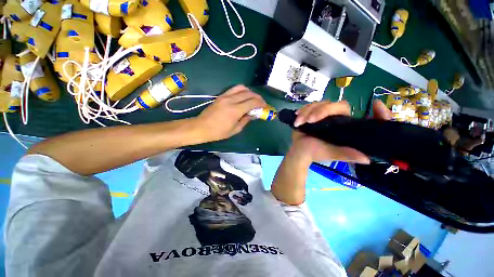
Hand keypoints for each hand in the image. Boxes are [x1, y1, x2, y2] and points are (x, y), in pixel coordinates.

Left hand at [194, 85, 265, 141]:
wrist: (201, 127)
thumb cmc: (219, 132)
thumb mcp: (235, 129)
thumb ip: (245, 120)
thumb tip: (252, 114)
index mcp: (235, 110)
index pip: (252, 102)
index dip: (261, 103)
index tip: (265, 106)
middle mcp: (231, 100)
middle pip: (248, 93)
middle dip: (257, 97)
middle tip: (261, 102)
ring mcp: (225, 96)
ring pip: (241, 88)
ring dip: (249, 91)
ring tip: (253, 98)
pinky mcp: (221, 96)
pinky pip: (233, 89)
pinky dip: (241, 91)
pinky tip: (243, 96)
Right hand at [288, 100, 390, 164]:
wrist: (300, 152)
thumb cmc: (316, 152)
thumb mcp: (332, 154)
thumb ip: (346, 154)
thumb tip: (367, 159)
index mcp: (343, 125)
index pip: (357, 114)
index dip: (367, 107)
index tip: (376, 104)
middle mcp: (335, 117)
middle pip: (334, 104)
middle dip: (321, 111)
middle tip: (309, 121)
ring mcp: (321, 114)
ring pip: (319, 104)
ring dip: (307, 111)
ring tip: (300, 122)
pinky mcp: (310, 113)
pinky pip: (308, 106)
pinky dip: (302, 111)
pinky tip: (297, 116)